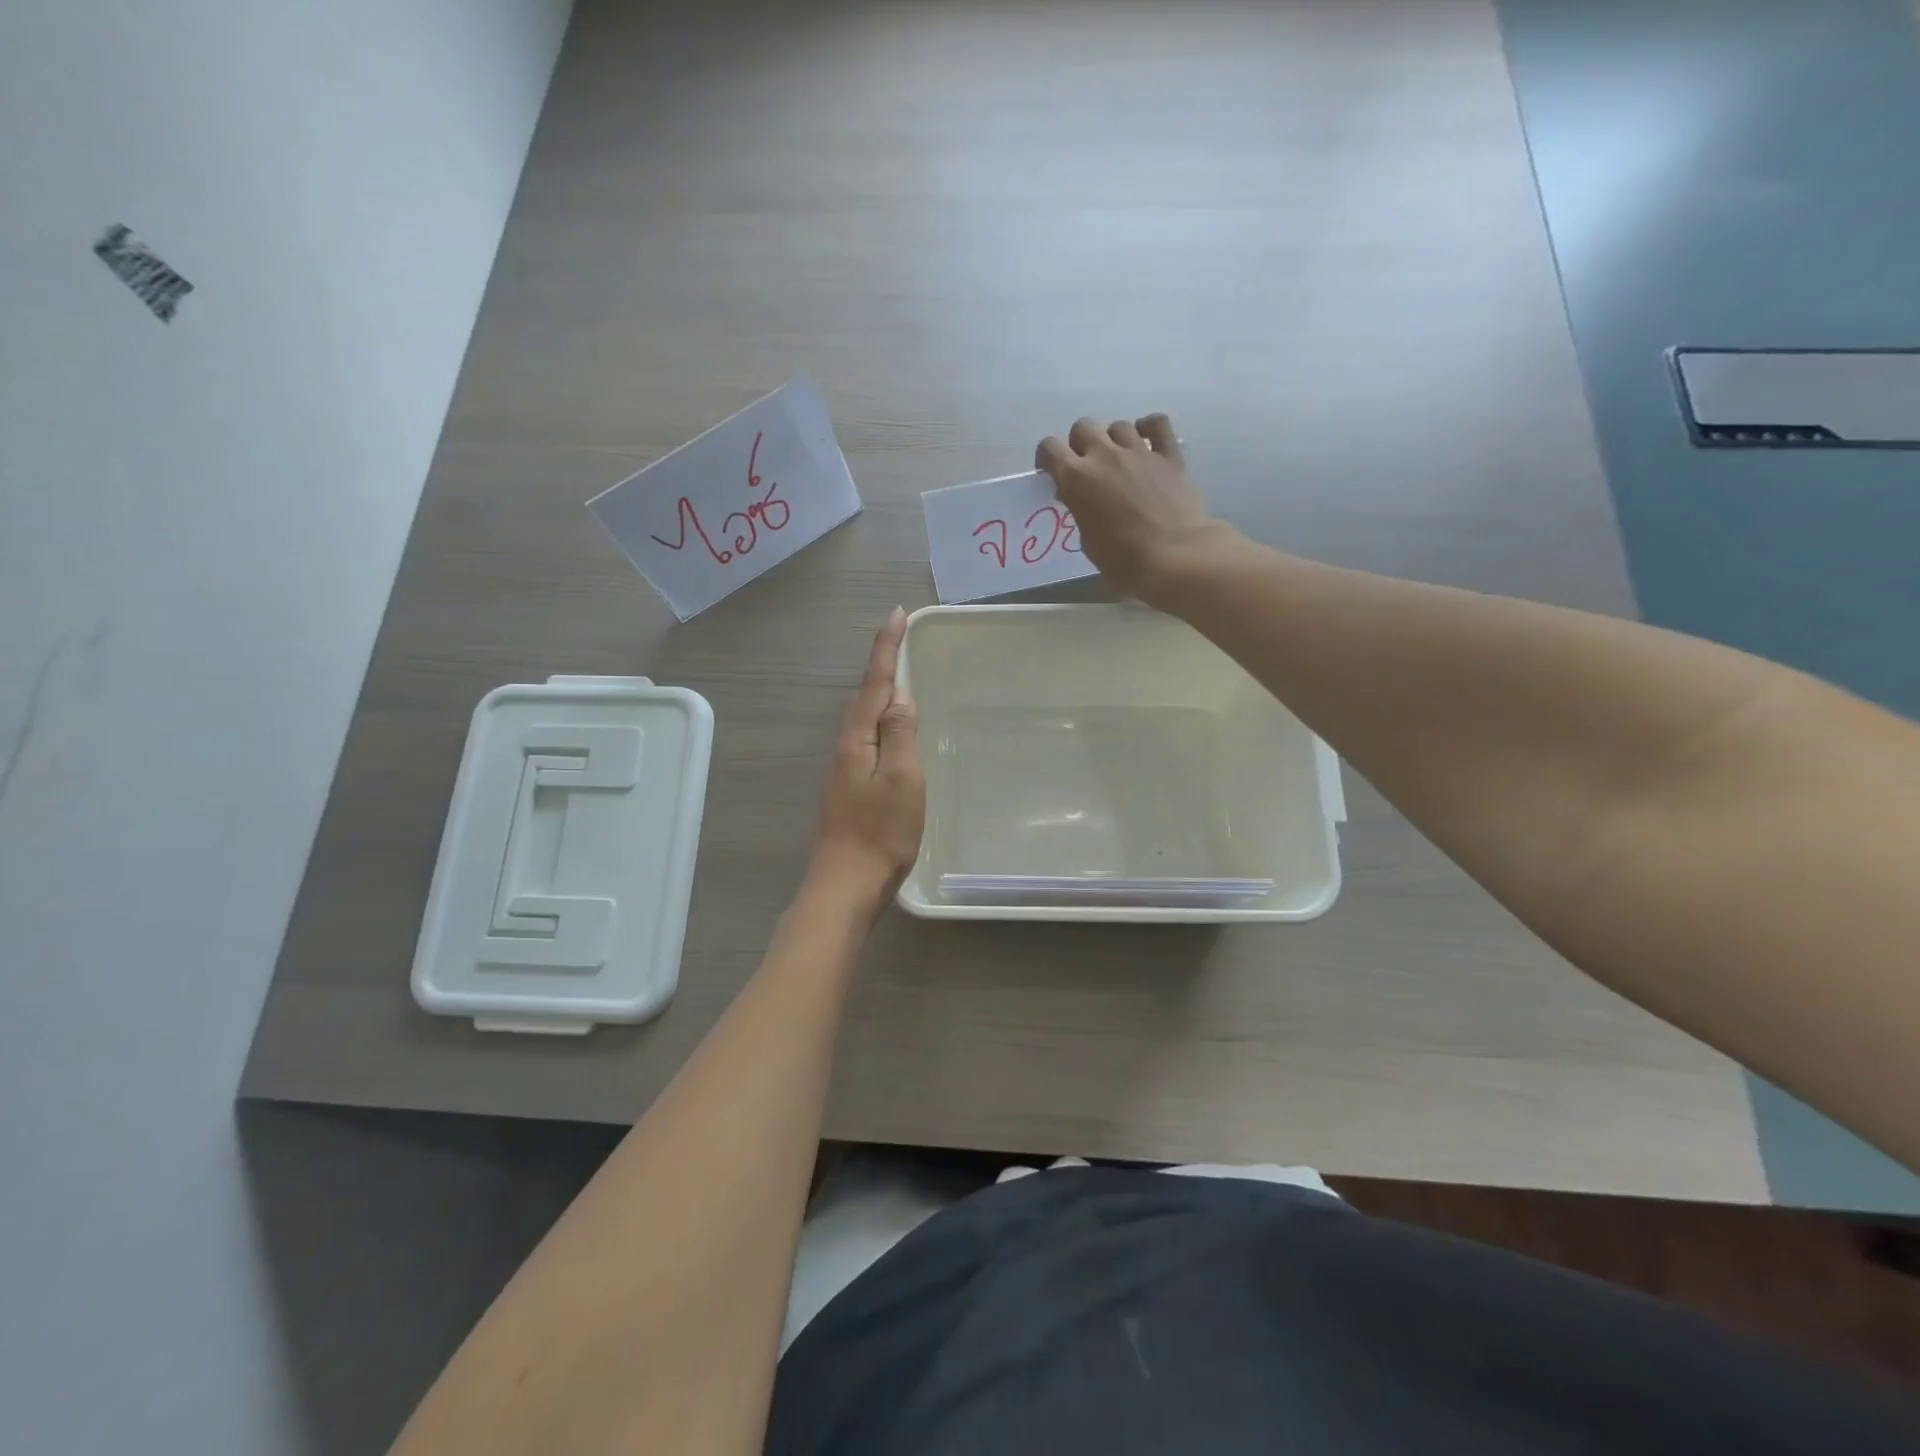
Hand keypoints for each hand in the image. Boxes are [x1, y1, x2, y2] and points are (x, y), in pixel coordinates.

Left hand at [811, 607, 924, 906]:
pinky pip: (870, 741)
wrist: (846, 884)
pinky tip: (893, 731)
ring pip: (866, 720)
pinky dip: (883, 724)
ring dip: (882, 693)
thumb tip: (900, 697)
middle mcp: (847, 748)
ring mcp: (845, 770)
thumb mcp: (902, 780)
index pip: (875, 683)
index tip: (897, 614)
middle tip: (901, 636)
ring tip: (901, 674)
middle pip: (867, 697)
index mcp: (858, 740)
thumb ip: (900, 735)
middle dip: (883, 664)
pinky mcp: (850, 789)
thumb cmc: (881, 832)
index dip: (887, 648)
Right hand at [1035, 413, 1221, 606]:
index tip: (1052, 472)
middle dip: (1080, 444)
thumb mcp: (1088, 541)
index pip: (1050, 447)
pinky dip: (1149, 427)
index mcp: (1076, 478)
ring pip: (1118, 425)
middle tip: (1087, 467)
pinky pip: (1157, 423)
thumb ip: (1081, 511)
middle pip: (1083, 427)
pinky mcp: (1169, 454)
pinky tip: (1148, 441)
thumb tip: (1085, 500)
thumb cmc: (1123, 560)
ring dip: (1114, 440)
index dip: (1048, 457)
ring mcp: (1138, 451)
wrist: (1174, 557)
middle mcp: (1104, 455)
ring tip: (1120, 460)